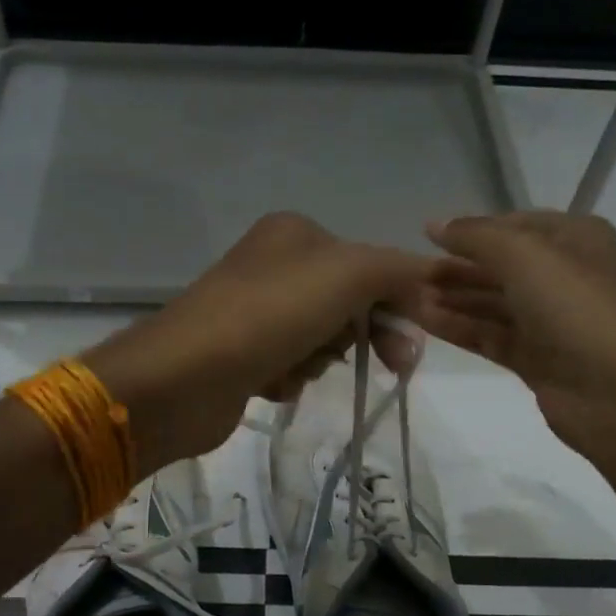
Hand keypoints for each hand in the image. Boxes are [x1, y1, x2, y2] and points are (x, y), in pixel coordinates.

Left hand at [84, 213, 430, 473]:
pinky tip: (271, 382)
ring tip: (296, 366)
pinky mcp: (240, 354)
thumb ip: (398, 270)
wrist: (184, 377)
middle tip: (394, 366)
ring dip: (320, 358)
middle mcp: (273, 265)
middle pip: (347, 303)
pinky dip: (291, 377)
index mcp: (295, 233)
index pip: (369, 264)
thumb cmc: (270, 314)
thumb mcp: (348, 274)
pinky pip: (290, 366)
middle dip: (362, 336)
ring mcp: (253, 312)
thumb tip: (431, 281)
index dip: (397, 302)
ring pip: (320, 339)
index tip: (415, 342)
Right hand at [413, 212, 615, 465]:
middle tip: (410, 274)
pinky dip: (460, 327)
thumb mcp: (524, 255)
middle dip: (457, 268)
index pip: (514, 225)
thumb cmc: (576, 308)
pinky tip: (424, 321)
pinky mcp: (536, 358)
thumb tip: (433, 225)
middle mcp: (564, 275)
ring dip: (454, 298)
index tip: (427, 238)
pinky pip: (490, 334)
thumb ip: (475, 237)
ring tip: (409, 298)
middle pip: (500, 266)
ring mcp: (550, 320)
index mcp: (575, 239)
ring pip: (492, 302)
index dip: (472, 231)